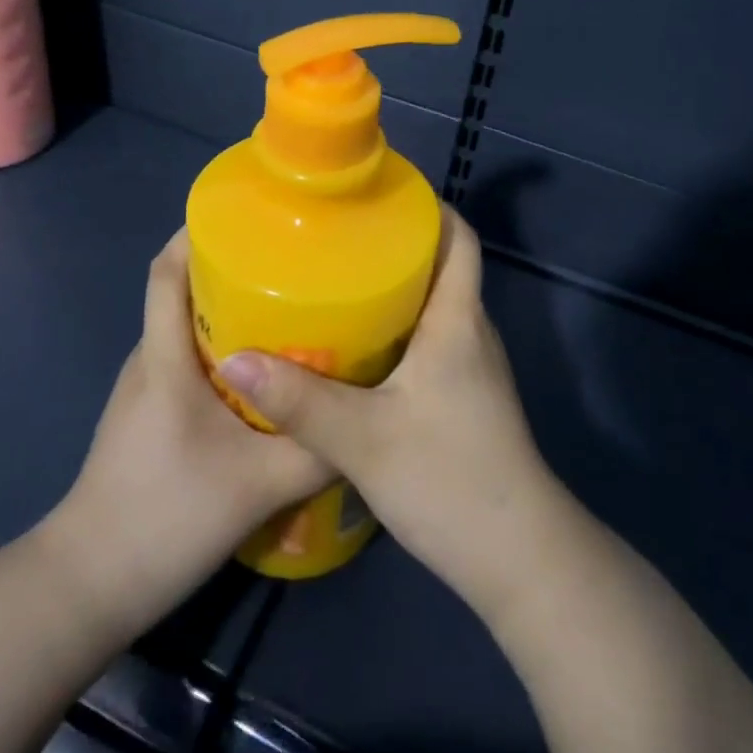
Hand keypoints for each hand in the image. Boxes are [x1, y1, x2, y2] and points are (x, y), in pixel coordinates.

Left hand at [55, 230, 333, 632]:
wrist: (90, 586)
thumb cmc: (166, 518)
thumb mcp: (259, 485)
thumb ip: (317, 449)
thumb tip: (370, 415)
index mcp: (164, 358)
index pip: (166, 271)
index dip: (196, 233)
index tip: (248, 215)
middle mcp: (149, 360)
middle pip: (182, 290)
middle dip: (230, 267)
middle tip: (292, 263)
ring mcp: (144, 389)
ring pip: (186, 327)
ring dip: (229, 310)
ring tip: (288, 309)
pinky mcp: (148, 415)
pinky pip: (185, 360)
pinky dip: (222, 348)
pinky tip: (264, 373)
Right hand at [214, 209, 558, 620]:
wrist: (518, 558)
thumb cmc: (449, 479)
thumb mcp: (363, 439)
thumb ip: (299, 400)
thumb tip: (233, 359)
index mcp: (457, 320)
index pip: (460, 238)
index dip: (429, 207)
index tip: (378, 194)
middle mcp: (470, 332)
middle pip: (441, 266)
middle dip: (395, 244)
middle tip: (335, 236)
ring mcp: (472, 367)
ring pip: (433, 306)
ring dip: (393, 288)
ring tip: (335, 281)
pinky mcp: (465, 398)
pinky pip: (430, 341)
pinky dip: (396, 329)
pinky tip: (354, 347)